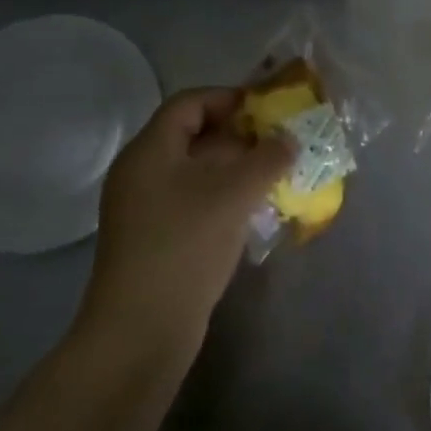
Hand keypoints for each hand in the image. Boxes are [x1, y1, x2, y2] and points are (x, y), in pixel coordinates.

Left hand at [83, 88, 293, 351]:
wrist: (141, 331)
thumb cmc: (185, 245)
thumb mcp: (233, 194)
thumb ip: (267, 158)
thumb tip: (289, 140)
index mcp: (150, 150)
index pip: (190, 103)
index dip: (229, 98)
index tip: (267, 108)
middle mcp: (142, 172)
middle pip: (193, 136)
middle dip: (240, 136)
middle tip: (279, 142)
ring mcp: (146, 208)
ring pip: (197, 172)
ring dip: (237, 169)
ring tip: (276, 174)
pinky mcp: (155, 239)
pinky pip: (194, 201)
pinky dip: (224, 197)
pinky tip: (255, 210)